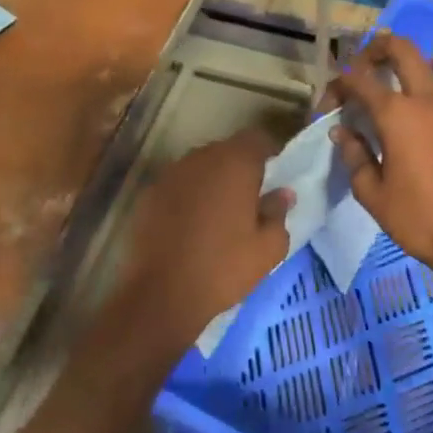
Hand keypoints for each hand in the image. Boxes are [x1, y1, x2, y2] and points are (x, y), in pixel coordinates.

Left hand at [113, 130, 294, 358]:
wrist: (163, 294)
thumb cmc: (224, 267)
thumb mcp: (268, 247)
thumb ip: (278, 212)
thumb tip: (282, 193)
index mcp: (234, 163)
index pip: (257, 139)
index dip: (268, 154)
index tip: (274, 177)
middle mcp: (200, 158)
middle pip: (227, 150)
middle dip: (240, 167)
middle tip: (250, 198)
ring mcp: (171, 174)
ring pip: (201, 167)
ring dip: (213, 181)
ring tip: (220, 213)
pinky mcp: (149, 194)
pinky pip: (179, 185)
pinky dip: (189, 195)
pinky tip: (192, 224)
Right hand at [327, 33, 432, 298]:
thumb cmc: (417, 218)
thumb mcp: (371, 192)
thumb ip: (354, 154)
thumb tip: (342, 131)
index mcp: (396, 114)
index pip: (357, 79)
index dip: (337, 86)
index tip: (329, 106)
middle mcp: (426, 98)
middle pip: (399, 49)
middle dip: (374, 52)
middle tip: (360, 72)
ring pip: (430, 61)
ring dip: (407, 63)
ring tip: (394, 84)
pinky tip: (425, 102)